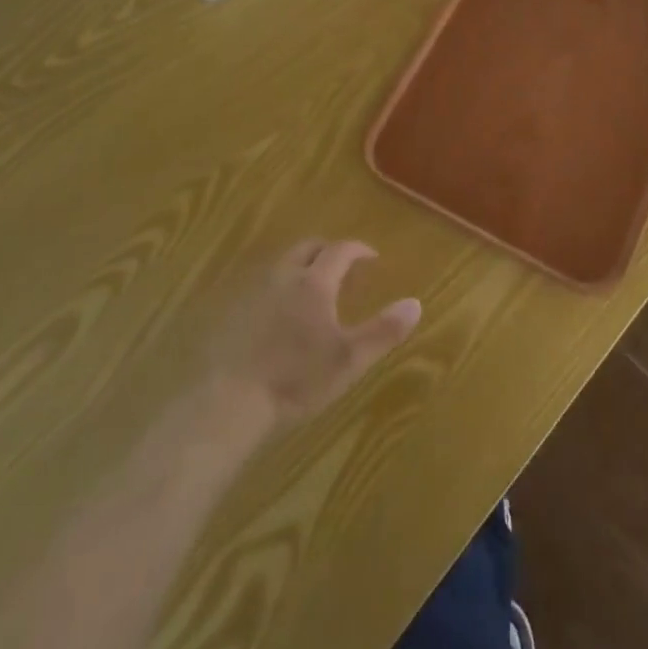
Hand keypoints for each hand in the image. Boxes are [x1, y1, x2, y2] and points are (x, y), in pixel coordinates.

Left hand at [208, 240, 421, 429]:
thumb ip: (383, 331)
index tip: (372, 257)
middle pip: (308, 248)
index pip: (340, 250)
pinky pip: (263, 284)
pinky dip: (279, 286)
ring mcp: (254, 290)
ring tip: (313, 289)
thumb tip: (416, 303)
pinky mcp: (233, 309)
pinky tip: (280, 312)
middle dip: (328, 251)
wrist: (231, 400)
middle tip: (343, 267)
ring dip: (302, 267)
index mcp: (314, 282)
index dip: (358, 249)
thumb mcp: (349, 359)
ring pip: (283, 264)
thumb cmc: (296, 379)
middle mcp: (284, 276)